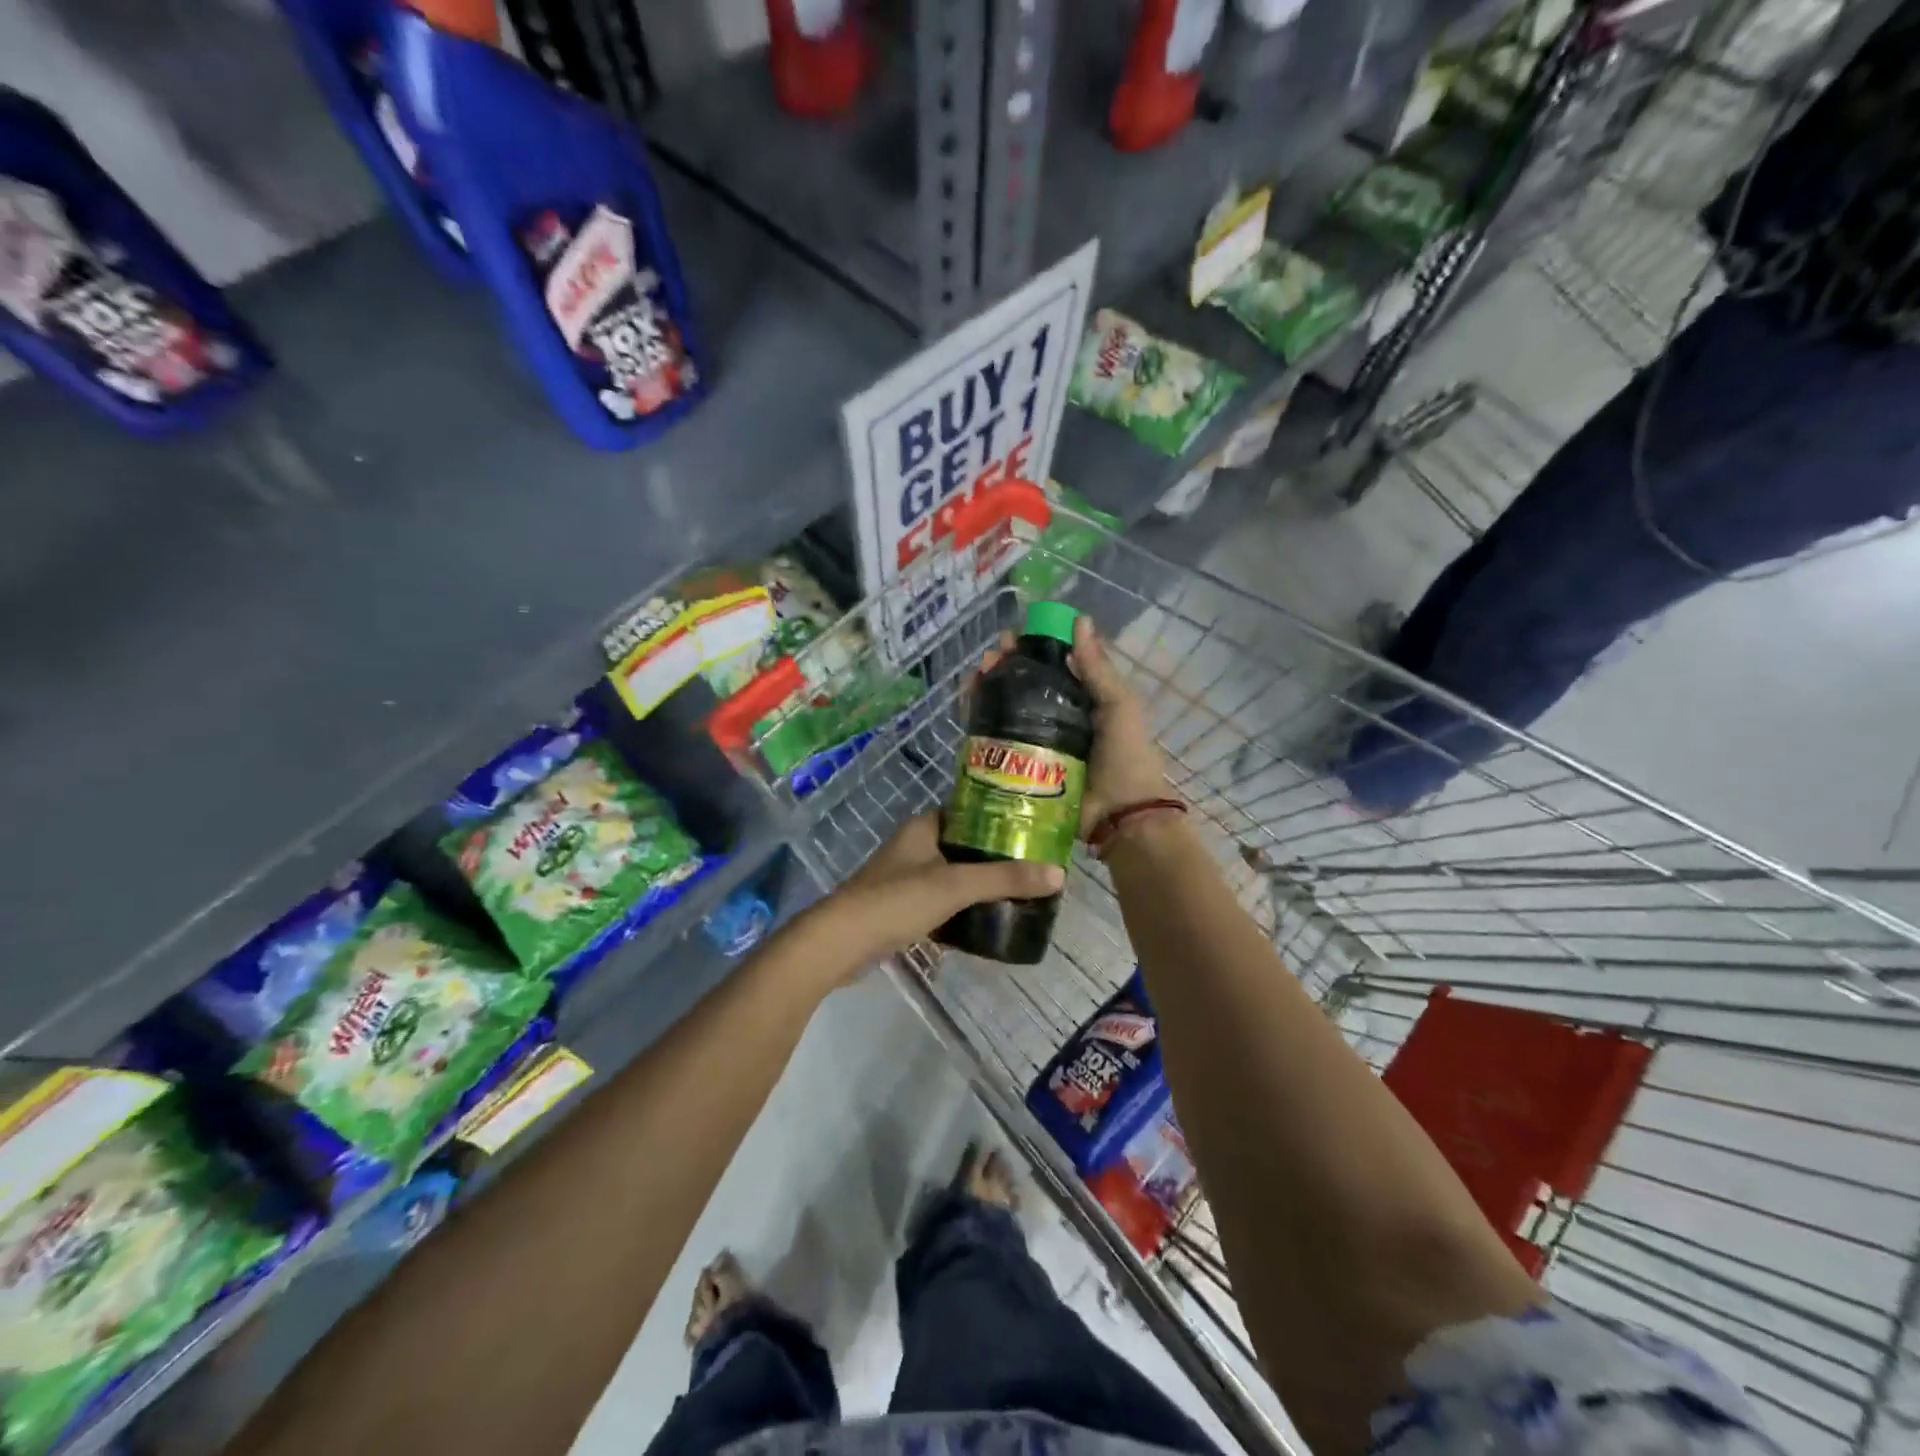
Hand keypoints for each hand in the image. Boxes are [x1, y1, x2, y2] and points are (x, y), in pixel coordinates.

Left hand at [818, 811, 1063, 973]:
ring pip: (951, 875)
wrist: (840, 943)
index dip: (998, 816)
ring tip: (1018, 893)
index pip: (967, 810)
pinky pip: (940, 902)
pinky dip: (960, 909)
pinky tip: (986, 921)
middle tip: (1033, 865)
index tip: (1032, 827)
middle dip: (994, 856)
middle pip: (963, 845)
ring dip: (978, 884)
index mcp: (923, 827)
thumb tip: (1057, 874)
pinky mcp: (900, 908)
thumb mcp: (955, 886)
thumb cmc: (896, 900)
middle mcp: (913, 846)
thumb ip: (1004, 879)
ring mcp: (904, 878)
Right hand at [975, 616, 1172, 833]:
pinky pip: (995, 737)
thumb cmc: (1126, 757)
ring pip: (1004, 707)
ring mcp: (1036, 741)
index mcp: (1083, 698)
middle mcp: (1057, 716)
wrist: (1120, 816)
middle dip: (1004, 665)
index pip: (1052, 664)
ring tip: (975, 677)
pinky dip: (979, 718)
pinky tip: (968, 704)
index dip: (1031, 647)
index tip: (1014, 636)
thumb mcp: (1119, 705)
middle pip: (1023, 683)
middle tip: (990, 659)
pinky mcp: (1020, 764)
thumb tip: (1079, 620)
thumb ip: (1098, 668)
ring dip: (987, 687)